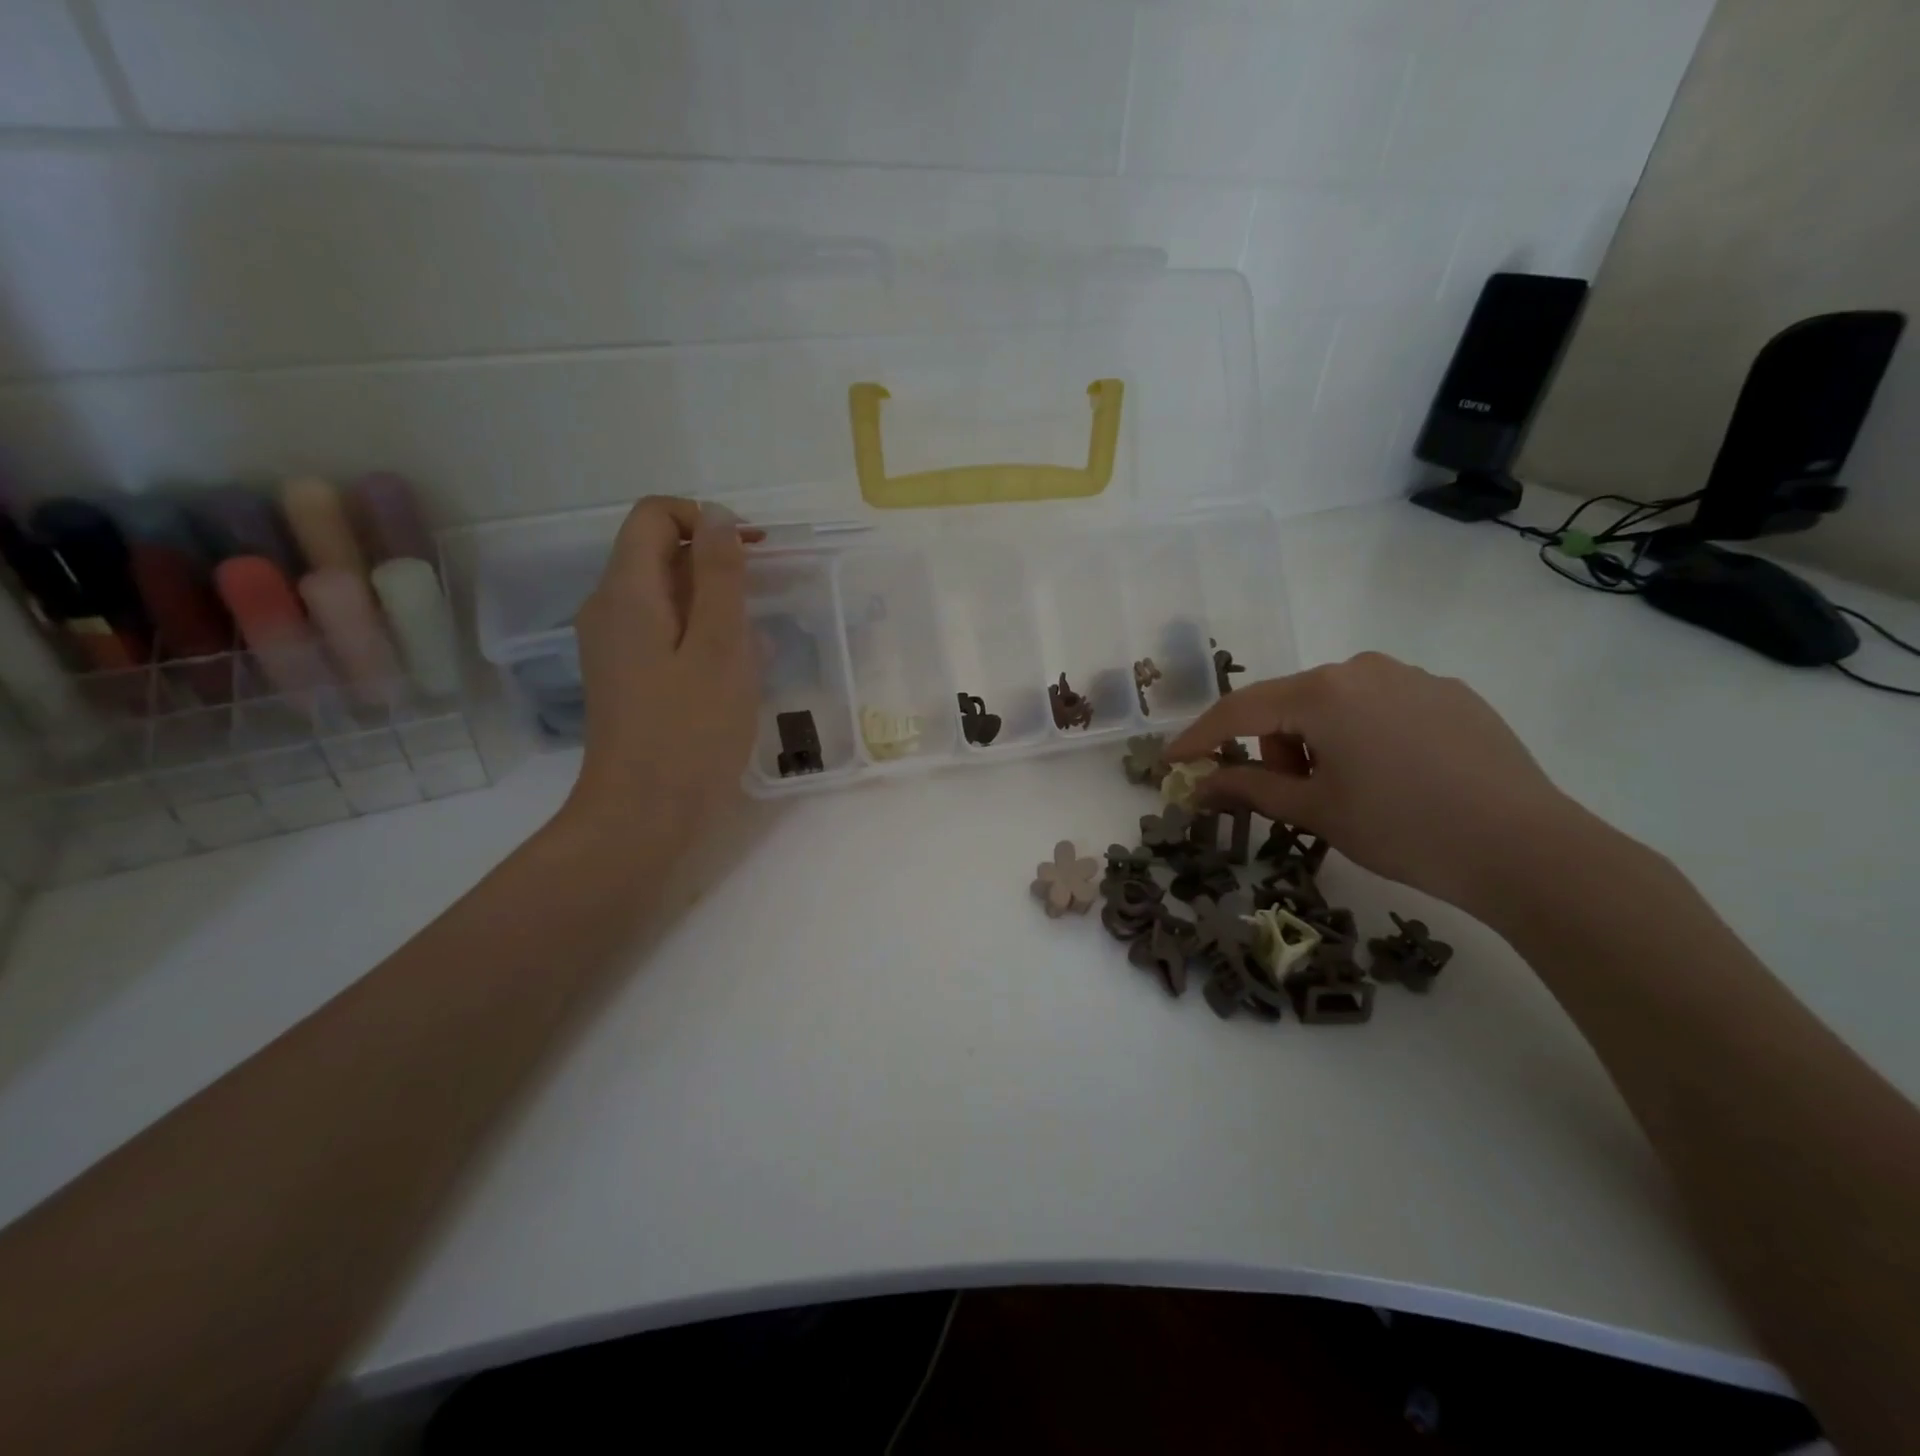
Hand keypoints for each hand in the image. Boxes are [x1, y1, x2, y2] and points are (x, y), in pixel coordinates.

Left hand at [561, 497, 759, 830]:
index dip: (705, 520)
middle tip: (763, 605)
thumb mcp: (720, 647)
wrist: (643, 816)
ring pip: (666, 597)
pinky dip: (701, 636)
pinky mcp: (626, 677)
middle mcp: (608, 609)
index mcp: (626, 592)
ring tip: (754, 647)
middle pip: (658, 553)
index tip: (753, 554)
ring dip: (714, 606)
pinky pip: (664, 633)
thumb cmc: (690, 732)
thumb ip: (720, 576)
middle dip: (716, 565)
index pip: (654, 515)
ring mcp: (613, 646)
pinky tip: (731, 675)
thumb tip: (718, 517)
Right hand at [1165, 653, 1578, 915]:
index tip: (1171, 762)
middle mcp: (1363, 668)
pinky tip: (1397, 777)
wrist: (1529, 850)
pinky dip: (1364, 736)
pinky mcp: (1451, 694)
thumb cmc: (1404, 829)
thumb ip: (1248, 789)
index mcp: (1324, 691)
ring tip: (1351, 790)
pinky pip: (1381, 707)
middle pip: (1288, 704)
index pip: (1240, 710)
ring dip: (1318, 741)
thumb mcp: (1316, 811)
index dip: (1200, 738)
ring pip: (1335, 703)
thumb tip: (1197, 786)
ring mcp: (1413, 677)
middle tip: (1294, 796)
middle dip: (1274, 747)